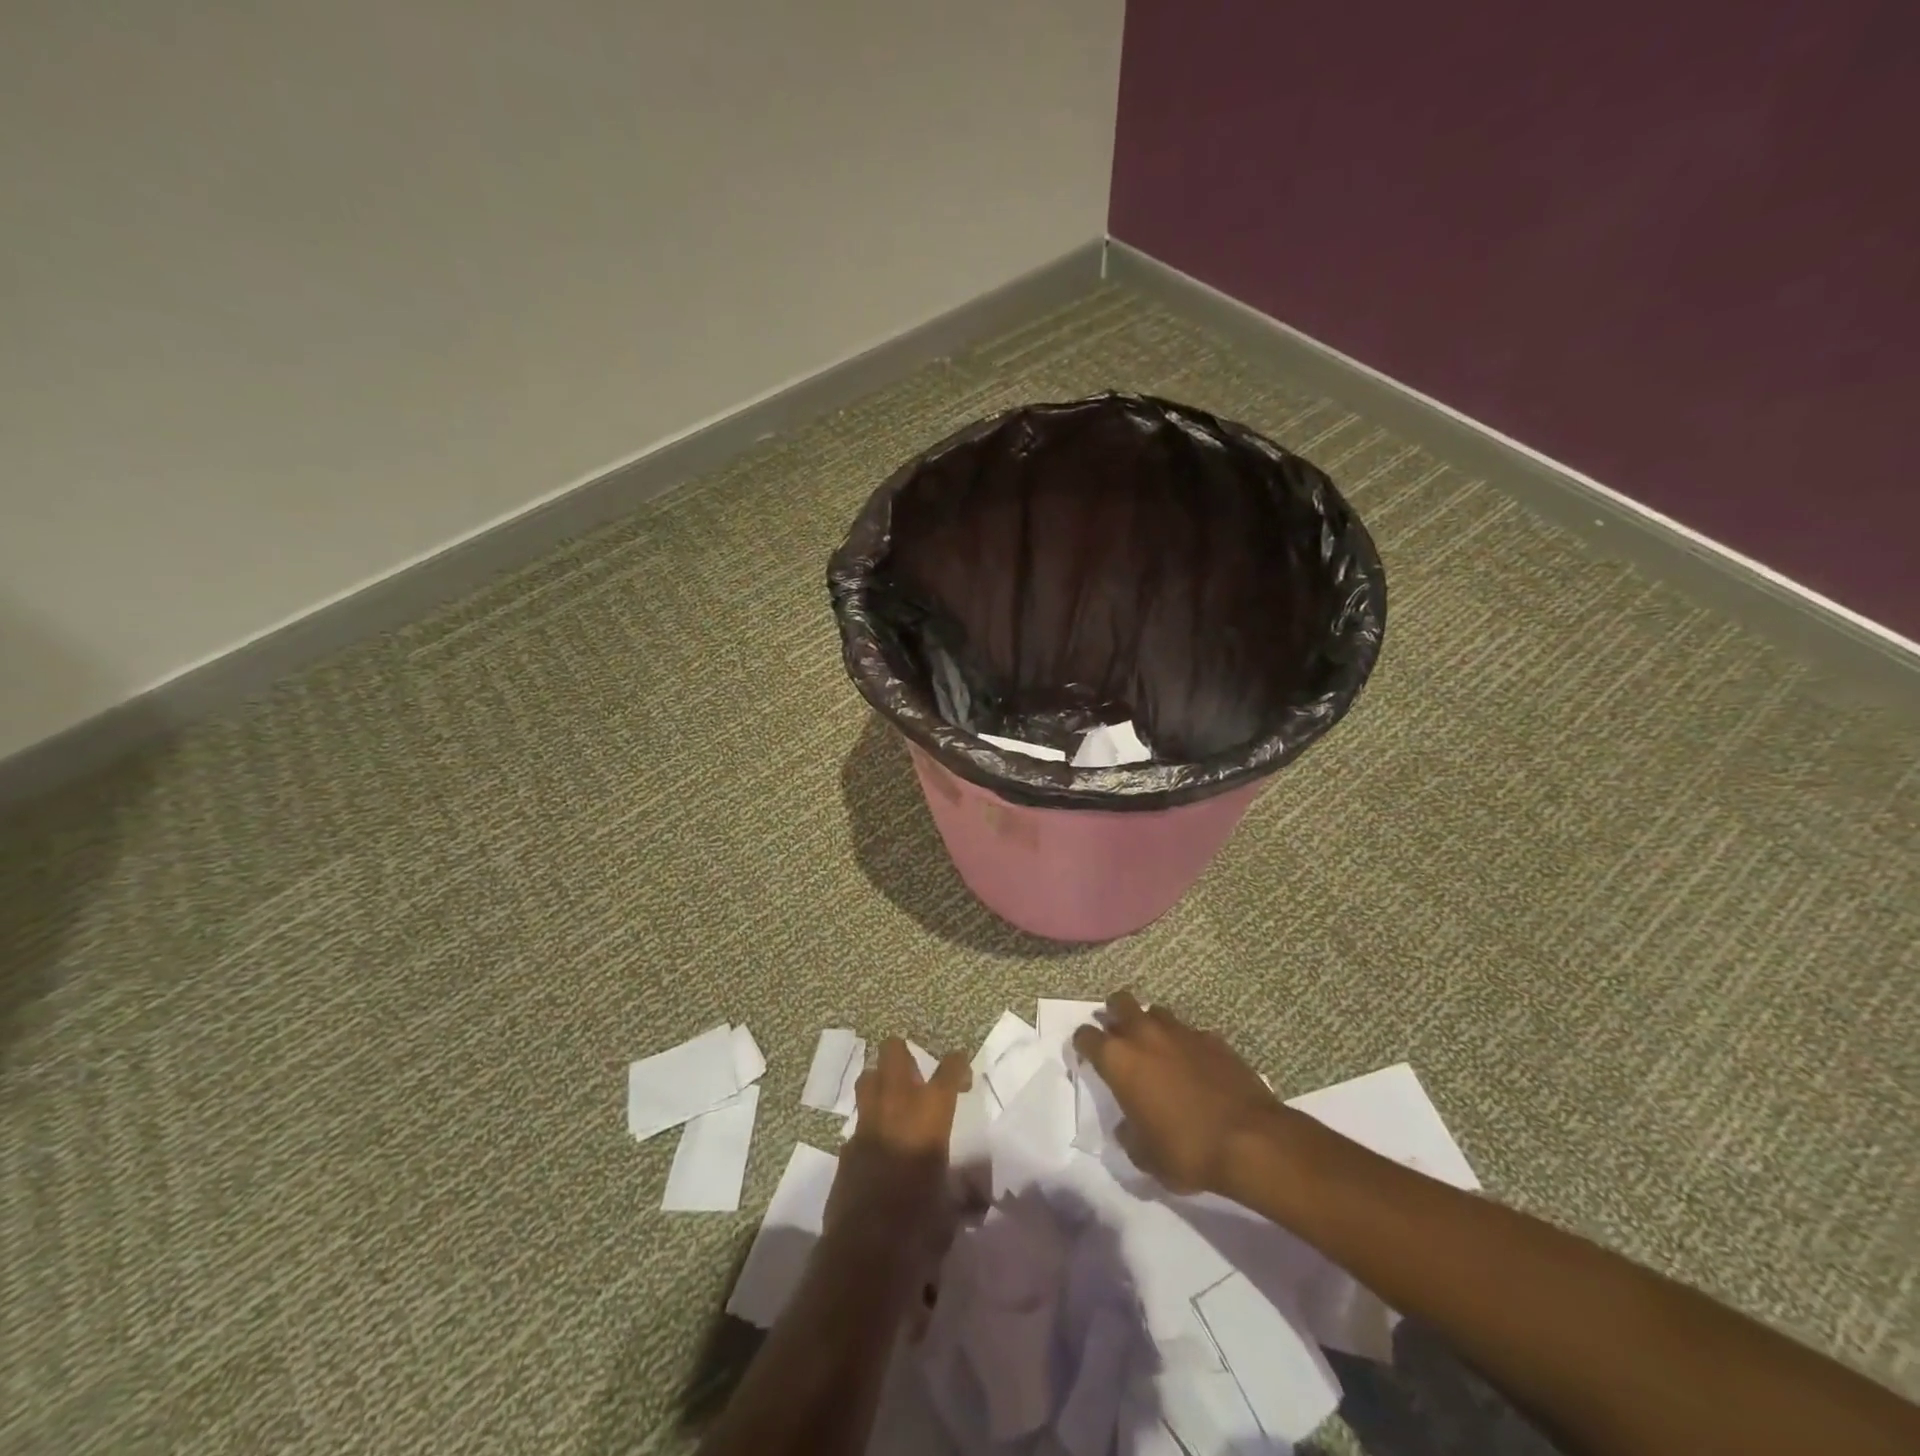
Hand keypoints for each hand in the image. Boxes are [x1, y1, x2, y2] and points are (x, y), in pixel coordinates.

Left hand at [824, 1039, 969, 1309]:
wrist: (865, 1253)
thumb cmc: (920, 1226)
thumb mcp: (951, 1206)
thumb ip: (962, 1192)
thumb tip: (974, 1198)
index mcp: (930, 1114)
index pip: (948, 1069)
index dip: (957, 1065)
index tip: (962, 1078)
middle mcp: (896, 1107)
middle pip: (893, 1052)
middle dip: (904, 1055)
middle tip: (916, 1078)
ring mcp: (866, 1125)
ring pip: (867, 1078)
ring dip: (880, 1083)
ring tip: (893, 1104)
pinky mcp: (845, 1149)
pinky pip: (858, 1125)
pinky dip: (869, 1130)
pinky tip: (877, 1154)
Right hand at [1072, 991, 1283, 1194]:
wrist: (1250, 1140)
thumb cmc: (1186, 1150)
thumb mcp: (1145, 1156)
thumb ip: (1129, 1135)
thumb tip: (1129, 1125)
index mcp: (1118, 1059)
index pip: (1085, 1036)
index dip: (1083, 1045)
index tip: (1087, 1057)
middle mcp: (1144, 1035)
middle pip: (1119, 1003)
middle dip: (1114, 1015)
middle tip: (1118, 1037)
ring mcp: (1180, 1032)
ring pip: (1155, 1011)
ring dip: (1149, 1024)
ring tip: (1155, 1048)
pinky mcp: (1212, 1038)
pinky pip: (1188, 1032)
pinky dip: (1184, 1043)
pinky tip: (1193, 1064)